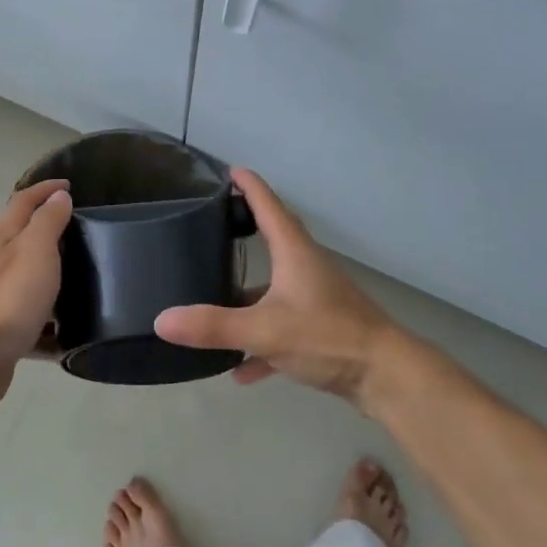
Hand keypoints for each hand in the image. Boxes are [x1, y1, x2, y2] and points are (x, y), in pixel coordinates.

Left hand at [0, 179, 72, 398]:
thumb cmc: (9, 298)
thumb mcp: (35, 251)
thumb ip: (47, 222)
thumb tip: (58, 197)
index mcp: (2, 238)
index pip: (23, 201)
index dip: (45, 189)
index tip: (70, 185)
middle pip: (23, 238)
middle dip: (50, 232)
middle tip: (84, 233)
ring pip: (28, 277)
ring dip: (52, 275)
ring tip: (84, 281)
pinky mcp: (2, 328)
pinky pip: (32, 316)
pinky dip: (49, 319)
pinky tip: (69, 330)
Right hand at [155, 170, 403, 408]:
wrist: (385, 376)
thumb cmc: (327, 337)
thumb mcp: (265, 331)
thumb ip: (214, 326)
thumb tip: (161, 320)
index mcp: (294, 253)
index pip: (268, 206)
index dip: (249, 186)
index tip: (229, 170)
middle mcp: (305, 268)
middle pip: (272, 241)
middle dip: (243, 232)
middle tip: (211, 226)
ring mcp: (315, 299)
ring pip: (273, 290)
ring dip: (246, 298)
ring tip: (211, 303)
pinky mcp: (320, 330)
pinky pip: (281, 330)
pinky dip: (260, 345)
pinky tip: (240, 371)